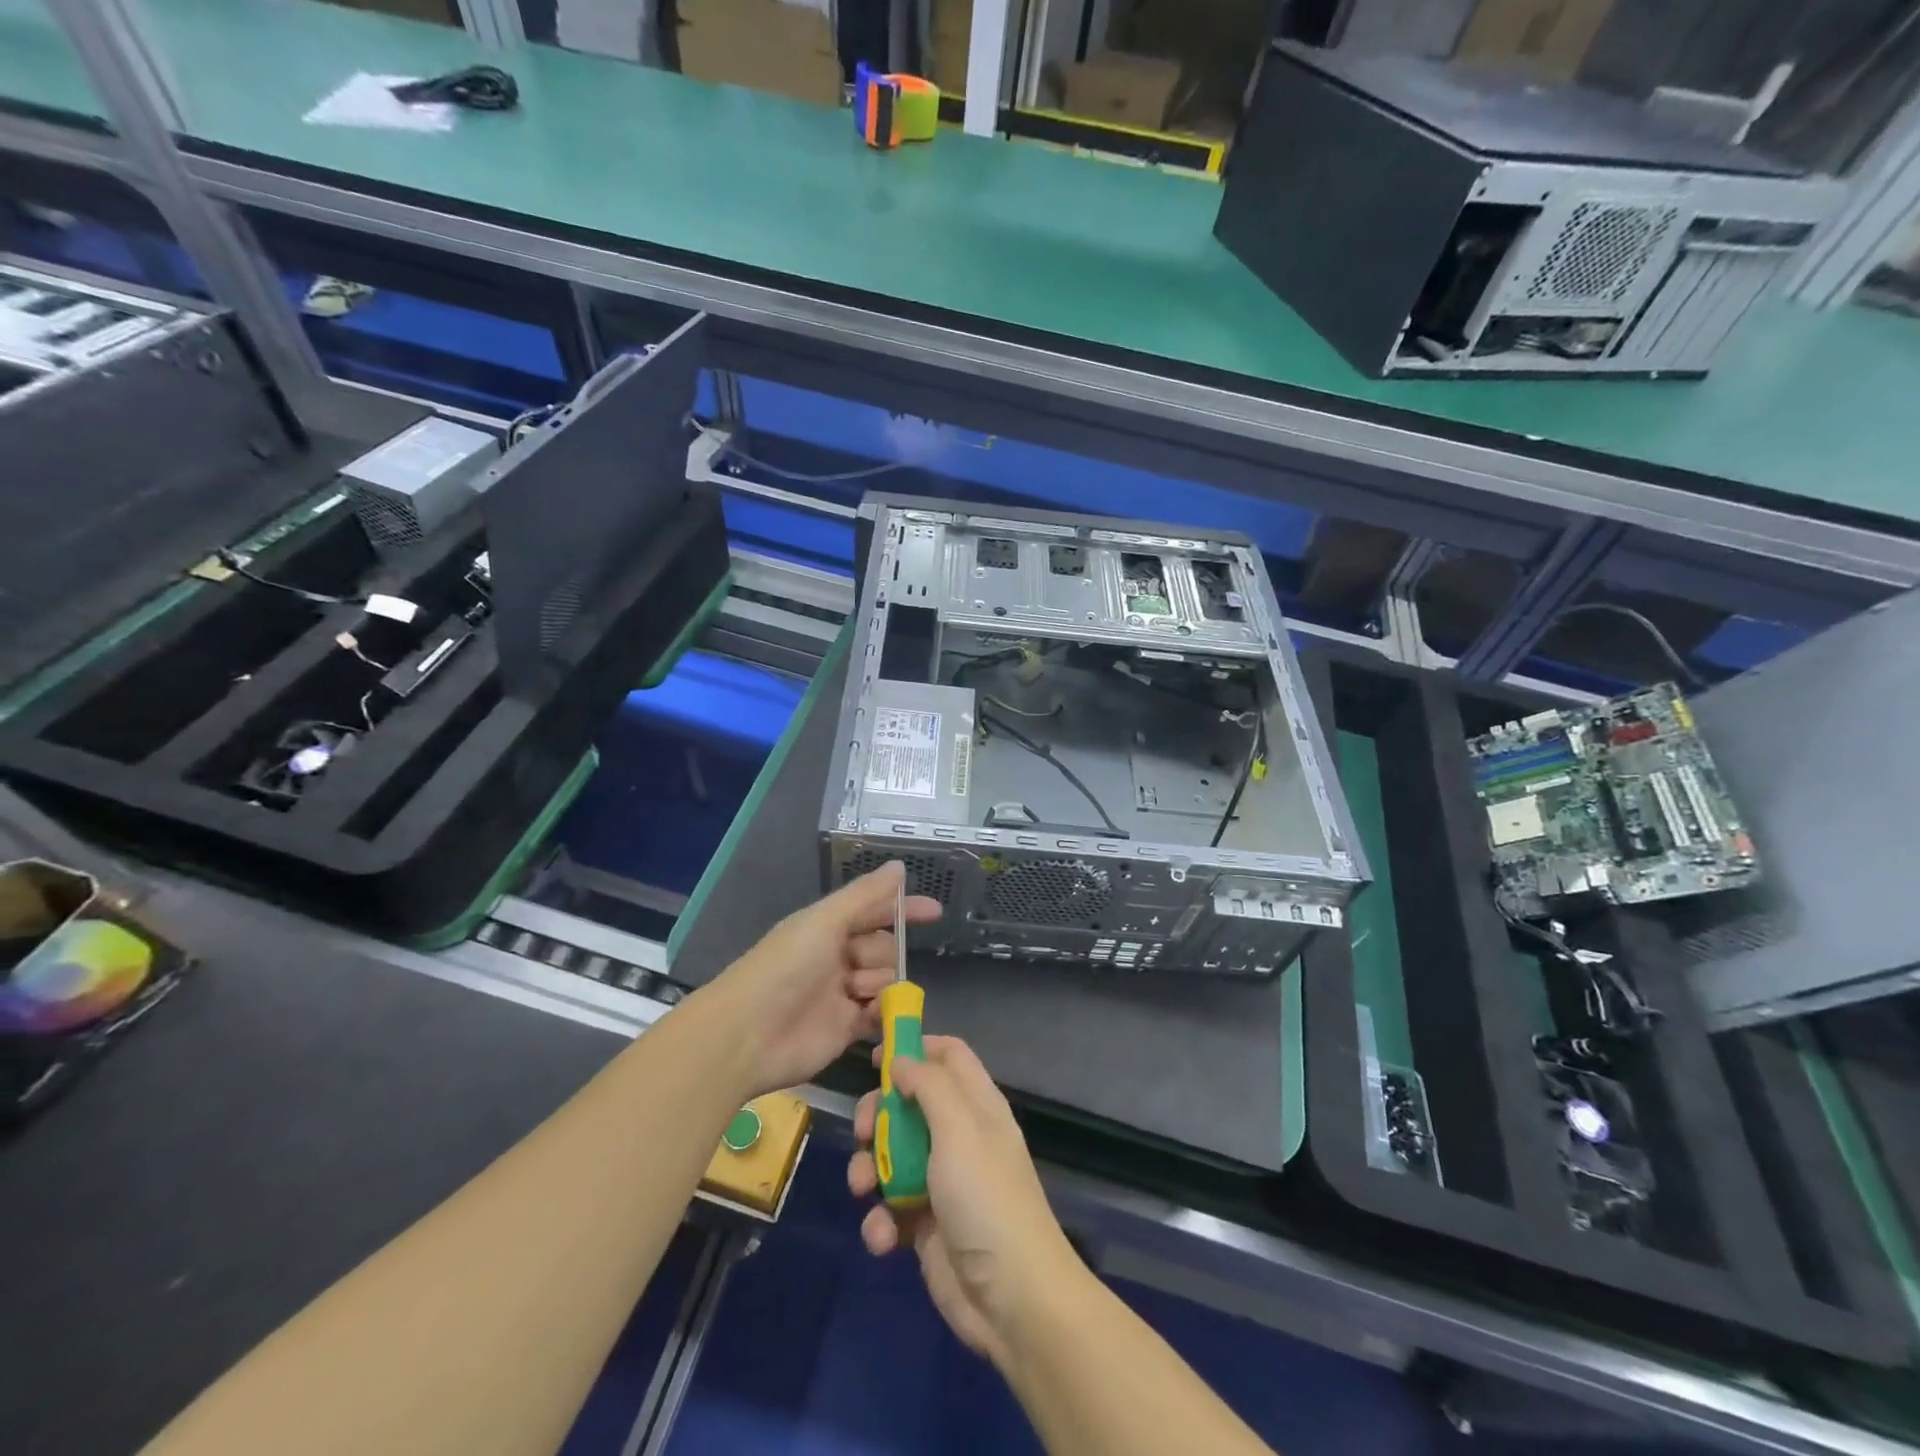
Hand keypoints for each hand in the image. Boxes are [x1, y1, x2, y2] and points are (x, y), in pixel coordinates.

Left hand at [704, 862, 940, 1098]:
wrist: (748, 1034)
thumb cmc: (785, 967)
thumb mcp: (825, 920)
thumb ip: (866, 896)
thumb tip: (900, 867)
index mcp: (828, 927)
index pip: (875, 911)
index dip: (903, 909)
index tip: (935, 911)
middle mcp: (837, 957)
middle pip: (884, 948)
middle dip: (882, 954)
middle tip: (857, 966)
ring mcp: (841, 994)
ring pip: (885, 980)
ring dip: (878, 984)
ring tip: (854, 994)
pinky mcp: (846, 1029)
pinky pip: (879, 1014)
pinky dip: (881, 1012)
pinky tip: (868, 1014)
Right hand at [848, 1036, 1082, 1368]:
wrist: (1012, 1299)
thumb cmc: (985, 1198)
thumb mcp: (959, 1128)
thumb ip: (930, 1085)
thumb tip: (903, 1059)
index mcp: (977, 1105)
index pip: (949, 1055)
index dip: (915, 1048)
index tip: (876, 1057)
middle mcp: (960, 1136)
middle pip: (910, 1104)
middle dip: (879, 1114)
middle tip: (863, 1132)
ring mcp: (942, 1182)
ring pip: (892, 1156)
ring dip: (869, 1169)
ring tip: (864, 1189)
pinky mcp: (926, 1226)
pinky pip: (891, 1209)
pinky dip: (881, 1220)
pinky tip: (884, 1237)